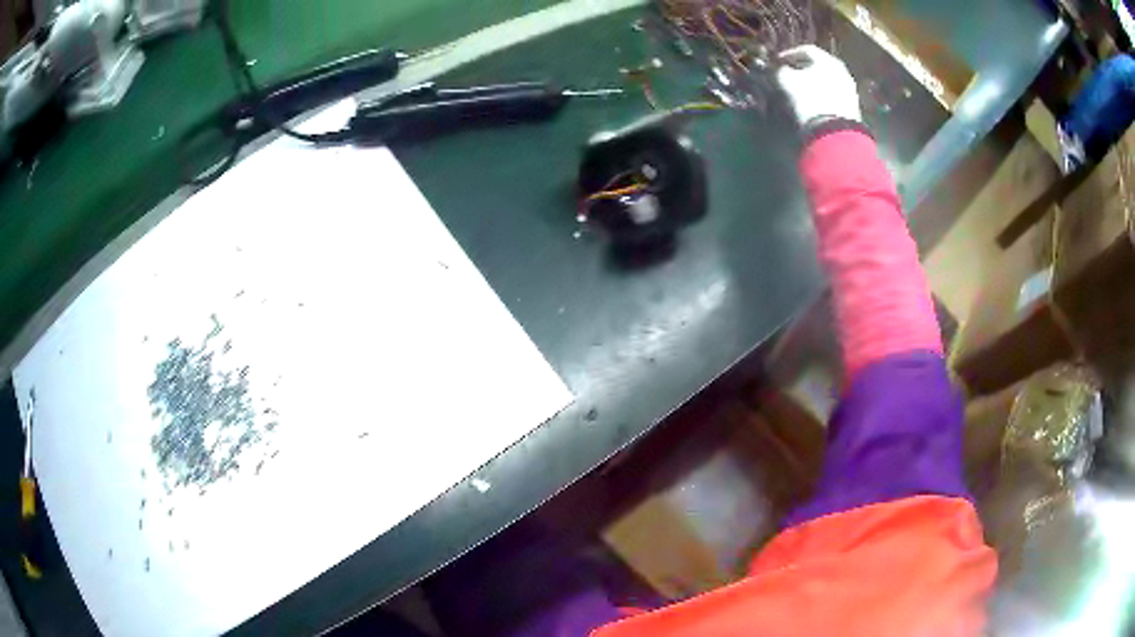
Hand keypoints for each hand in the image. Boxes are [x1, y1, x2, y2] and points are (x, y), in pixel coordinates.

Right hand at [775, 45, 861, 127]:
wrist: (834, 132)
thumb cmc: (809, 99)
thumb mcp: (787, 81)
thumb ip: (780, 70)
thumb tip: (778, 69)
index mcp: (827, 59)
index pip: (806, 50)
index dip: (789, 55)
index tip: (777, 62)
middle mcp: (842, 71)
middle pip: (819, 65)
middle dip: (803, 69)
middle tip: (789, 74)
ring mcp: (850, 90)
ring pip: (827, 81)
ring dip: (813, 83)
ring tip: (800, 90)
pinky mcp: (852, 108)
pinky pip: (833, 95)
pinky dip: (822, 95)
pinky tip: (812, 103)